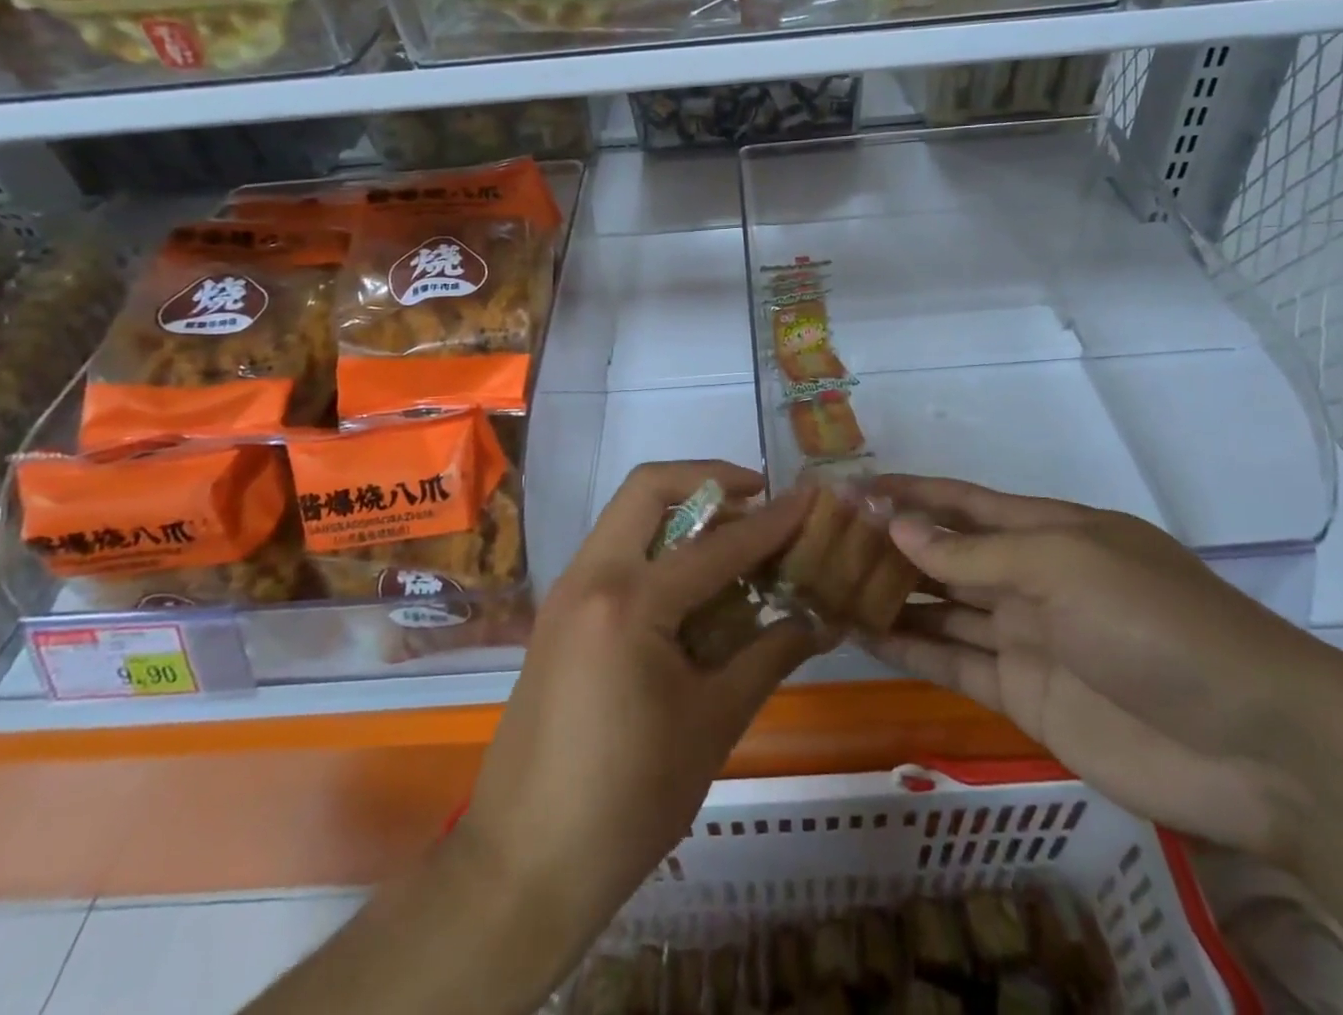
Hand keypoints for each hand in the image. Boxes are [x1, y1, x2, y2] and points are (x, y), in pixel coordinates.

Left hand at [459, 462, 820, 986]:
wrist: (524, 865)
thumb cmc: (628, 800)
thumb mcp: (711, 724)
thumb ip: (768, 656)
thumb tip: (818, 619)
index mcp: (630, 602)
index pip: (717, 545)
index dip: (772, 521)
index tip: (809, 497)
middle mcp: (591, 577)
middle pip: (648, 489)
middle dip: (707, 478)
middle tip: (756, 496)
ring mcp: (566, 593)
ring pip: (626, 516)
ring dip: (679, 510)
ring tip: (732, 538)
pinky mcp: (558, 616)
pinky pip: (612, 553)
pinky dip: (655, 547)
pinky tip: (690, 584)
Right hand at [865, 475, 1342, 864]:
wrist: (1254, 746)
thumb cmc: (1156, 624)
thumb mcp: (1063, 567)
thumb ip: (975, 554)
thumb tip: (897, 526)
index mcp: (1048, 531)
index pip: (962, 502)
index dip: (909, 492)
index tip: (850, 487)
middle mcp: (1030, 578)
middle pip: (944, 554)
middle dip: (889, 543)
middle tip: (821, 537)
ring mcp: (1023, 637)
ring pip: (939, 607)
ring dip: (889, 594)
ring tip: (826, 581)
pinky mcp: (1020, 695)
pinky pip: (950, 662)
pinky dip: (906, 646)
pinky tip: (858, 632)